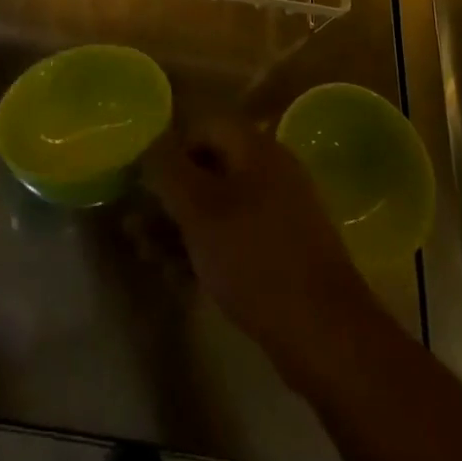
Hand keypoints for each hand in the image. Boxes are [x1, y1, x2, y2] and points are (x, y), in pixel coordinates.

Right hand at [143, 118, 376, 371]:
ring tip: (148, 255)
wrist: (325, 335)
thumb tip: (150, 143)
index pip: (202, 126)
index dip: (168, 149)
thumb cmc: (254, 258)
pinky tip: (179, 276)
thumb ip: (167, 168)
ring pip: (219, 206)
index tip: (142, 182)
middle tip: (136, 225)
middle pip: (209, 167)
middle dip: (169, 195)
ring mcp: (282, 212)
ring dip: (180, 226)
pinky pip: (236, 235)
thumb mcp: (198, 208)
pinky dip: (207, 248)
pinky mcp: (285, 251)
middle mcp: (272, 170)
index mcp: (256, 147)